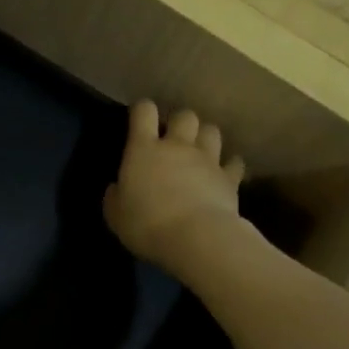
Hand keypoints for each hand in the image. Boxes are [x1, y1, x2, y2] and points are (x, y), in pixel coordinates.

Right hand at [104, 100, 245, 272]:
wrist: (195, 238)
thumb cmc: (146, 224)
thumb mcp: (115, 215)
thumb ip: (115, 196)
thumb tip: (116, 188)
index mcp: (144, 149)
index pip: (143, 112)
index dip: (141, 110)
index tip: (139, 119)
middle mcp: (178, 146)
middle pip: (184, 115)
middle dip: (179, 122)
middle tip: (173, 138)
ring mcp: (207, 160)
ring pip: (211, 131)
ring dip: (204, 137)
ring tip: (199, 151)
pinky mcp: (229, 178)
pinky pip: (234, 162)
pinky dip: (229, 165)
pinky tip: (224, 173)